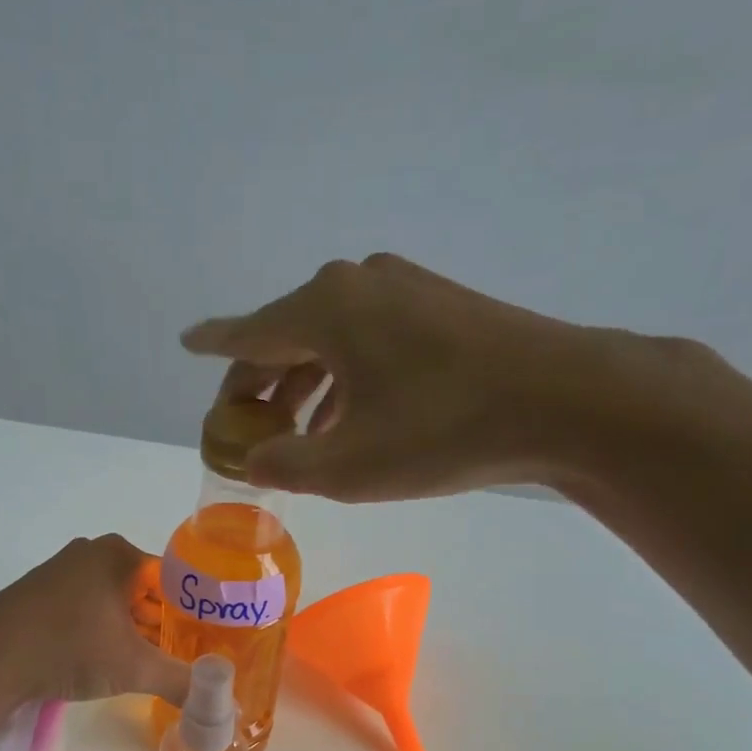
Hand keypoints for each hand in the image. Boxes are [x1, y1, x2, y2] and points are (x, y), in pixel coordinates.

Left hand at [0, 535, 191, 706]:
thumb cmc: (70, 646)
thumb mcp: (134, 668)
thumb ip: (180, 682)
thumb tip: (219, 706)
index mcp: (119, 554)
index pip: (174, 578)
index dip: (194, 610)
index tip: (209, 639)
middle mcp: (91, 553)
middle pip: (144, 590)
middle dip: (163, 623)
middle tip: (186, 655)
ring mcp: (61, 572)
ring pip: (114, 601)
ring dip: (133, 630)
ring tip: (154, 663)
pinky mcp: (39, 596)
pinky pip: (87, 610)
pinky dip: (103, 632)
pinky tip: (110, 661)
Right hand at [181, 252, 710, 501]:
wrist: (564, 400)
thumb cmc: (442, 430)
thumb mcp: (348, 466)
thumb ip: (285, 466)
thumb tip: (254, 463)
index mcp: (324, 309)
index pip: (249, 332)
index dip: (214, 345)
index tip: (188, 343)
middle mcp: (357, 284)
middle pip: (288, 336)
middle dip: (261, 385)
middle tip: (245, 428)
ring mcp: (403, 290)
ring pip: (330, 341)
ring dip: (306, 388)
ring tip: (295, 437)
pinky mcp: (438, 306)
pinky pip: (368, 342)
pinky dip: (346, 379)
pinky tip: (350, 419)